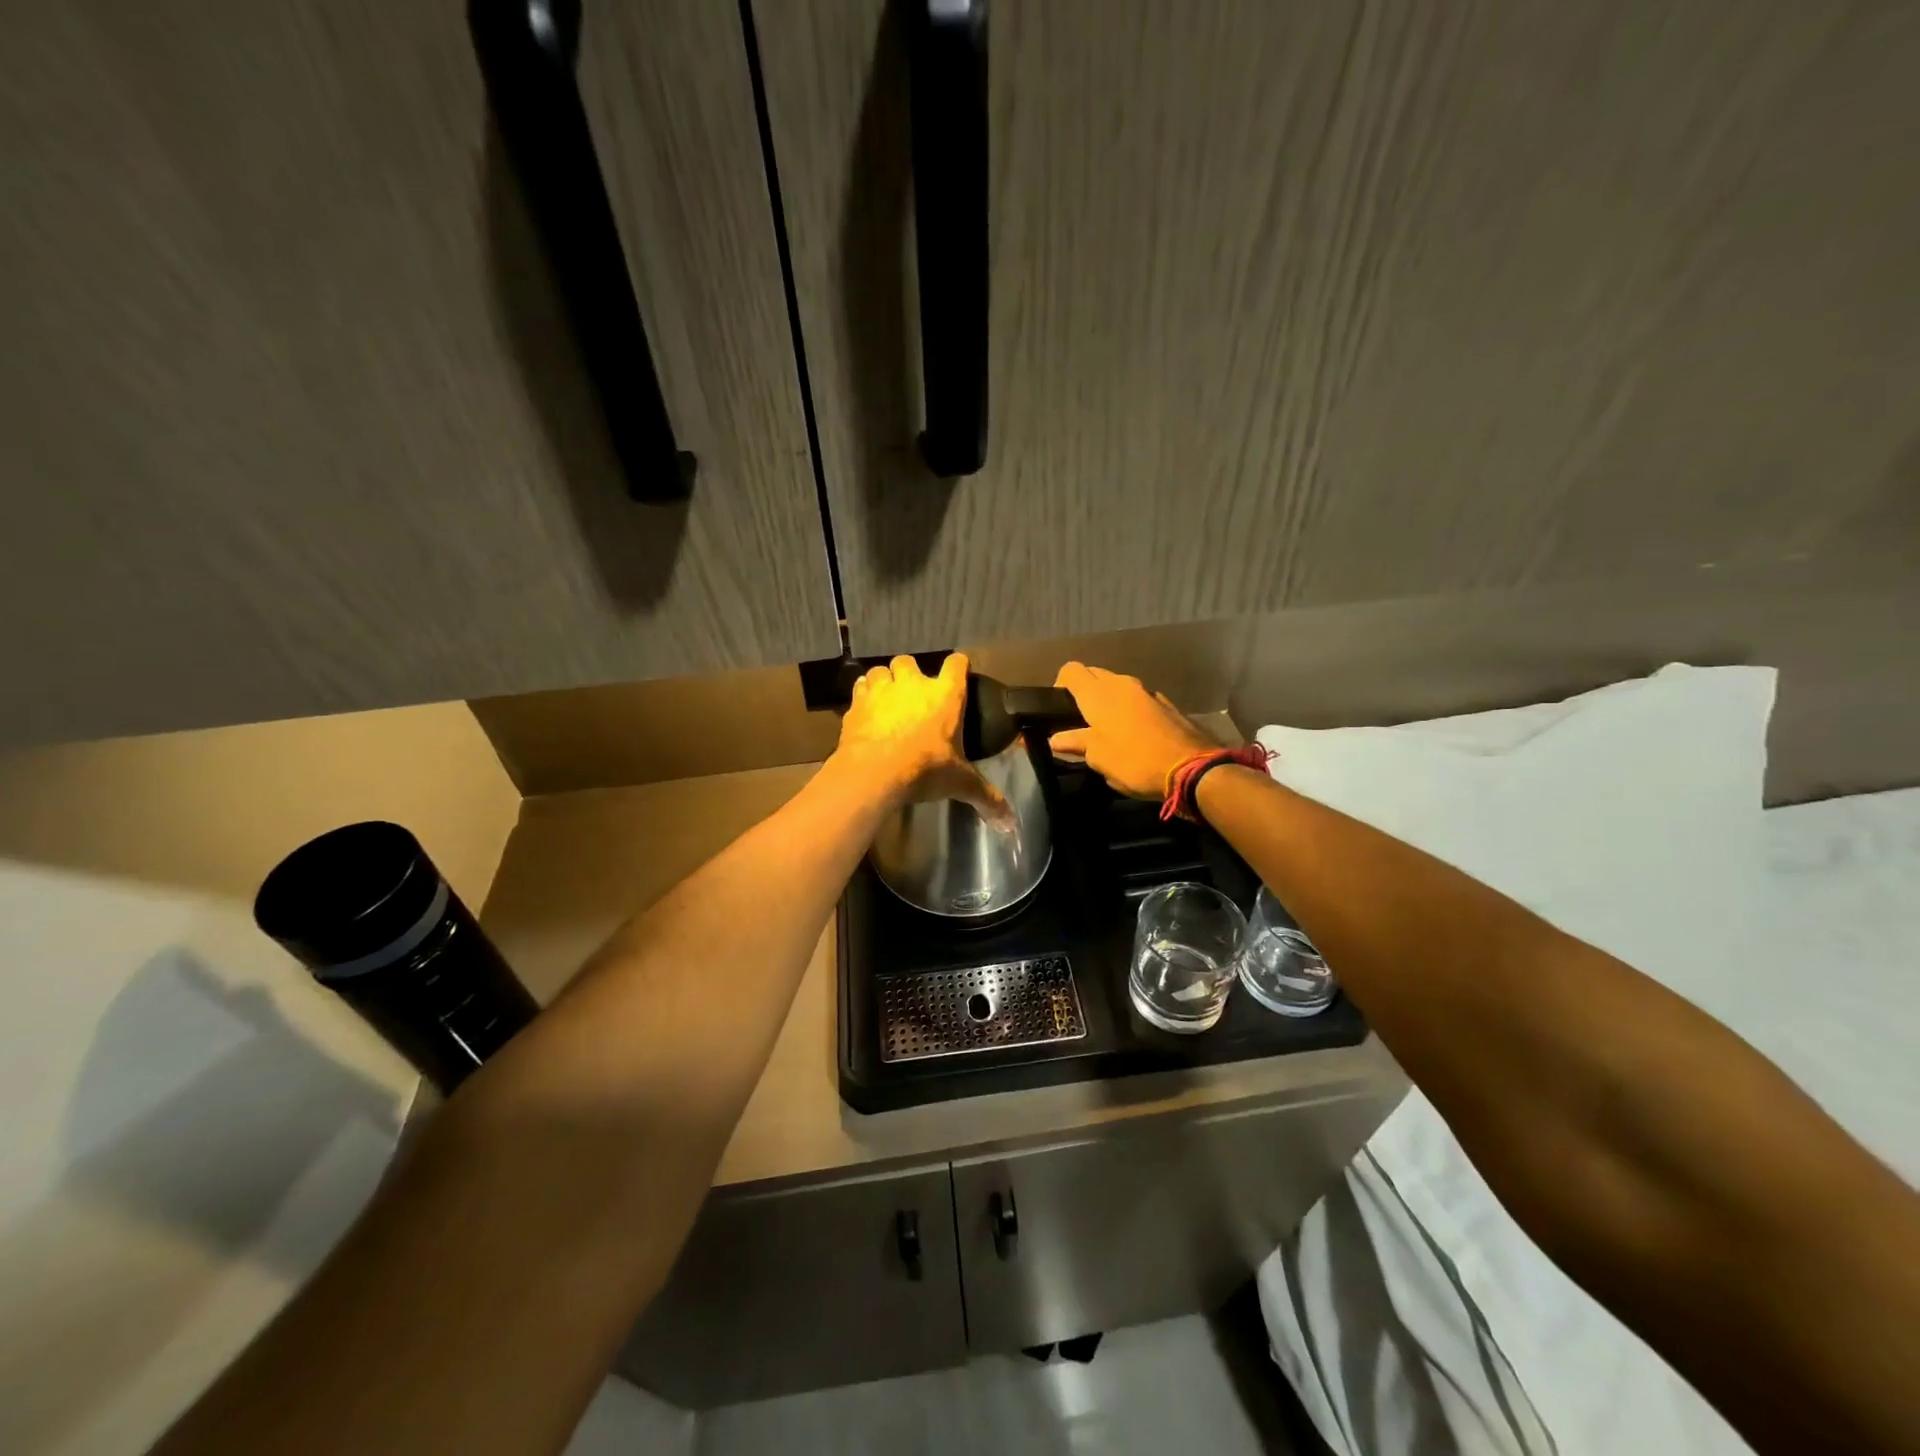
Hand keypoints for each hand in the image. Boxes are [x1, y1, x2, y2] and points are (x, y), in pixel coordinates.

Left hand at [835, 653, 1011, 824]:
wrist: (874, 772)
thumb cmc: (924, 769)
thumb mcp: (960, 783)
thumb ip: (986, 797)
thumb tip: (1010, 821)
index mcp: (945, 695)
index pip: (957, 664)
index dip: (958, 666)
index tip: (958, 673)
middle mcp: (913, 684)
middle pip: (910, 661)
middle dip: (911, 674)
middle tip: (913, 696)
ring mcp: (882, 690)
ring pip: (881, 671)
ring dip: (884, 681)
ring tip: (887, 700)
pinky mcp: (857, 703)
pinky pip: (860, 688)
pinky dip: (863, 696)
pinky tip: (866, 711)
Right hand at [1048, 662, 1215, 799]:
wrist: (1191, 768)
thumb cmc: (1134, 761)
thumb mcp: (1098, 757)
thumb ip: (1075, 742)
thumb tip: (1055, 738)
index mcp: (1098, 693)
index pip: (1071, 671)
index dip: (1060, 685)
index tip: (1058, 709)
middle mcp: (1121, 683)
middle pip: (1094, 675)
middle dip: (1084, 692)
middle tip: (1079, 721)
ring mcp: (1146, 691)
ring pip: (1118, 686)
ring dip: (1109, 701)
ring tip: (1106, 729)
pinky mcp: (1166, 704)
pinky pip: (1139, 699)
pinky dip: (1131, 710)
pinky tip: (1134, 734)